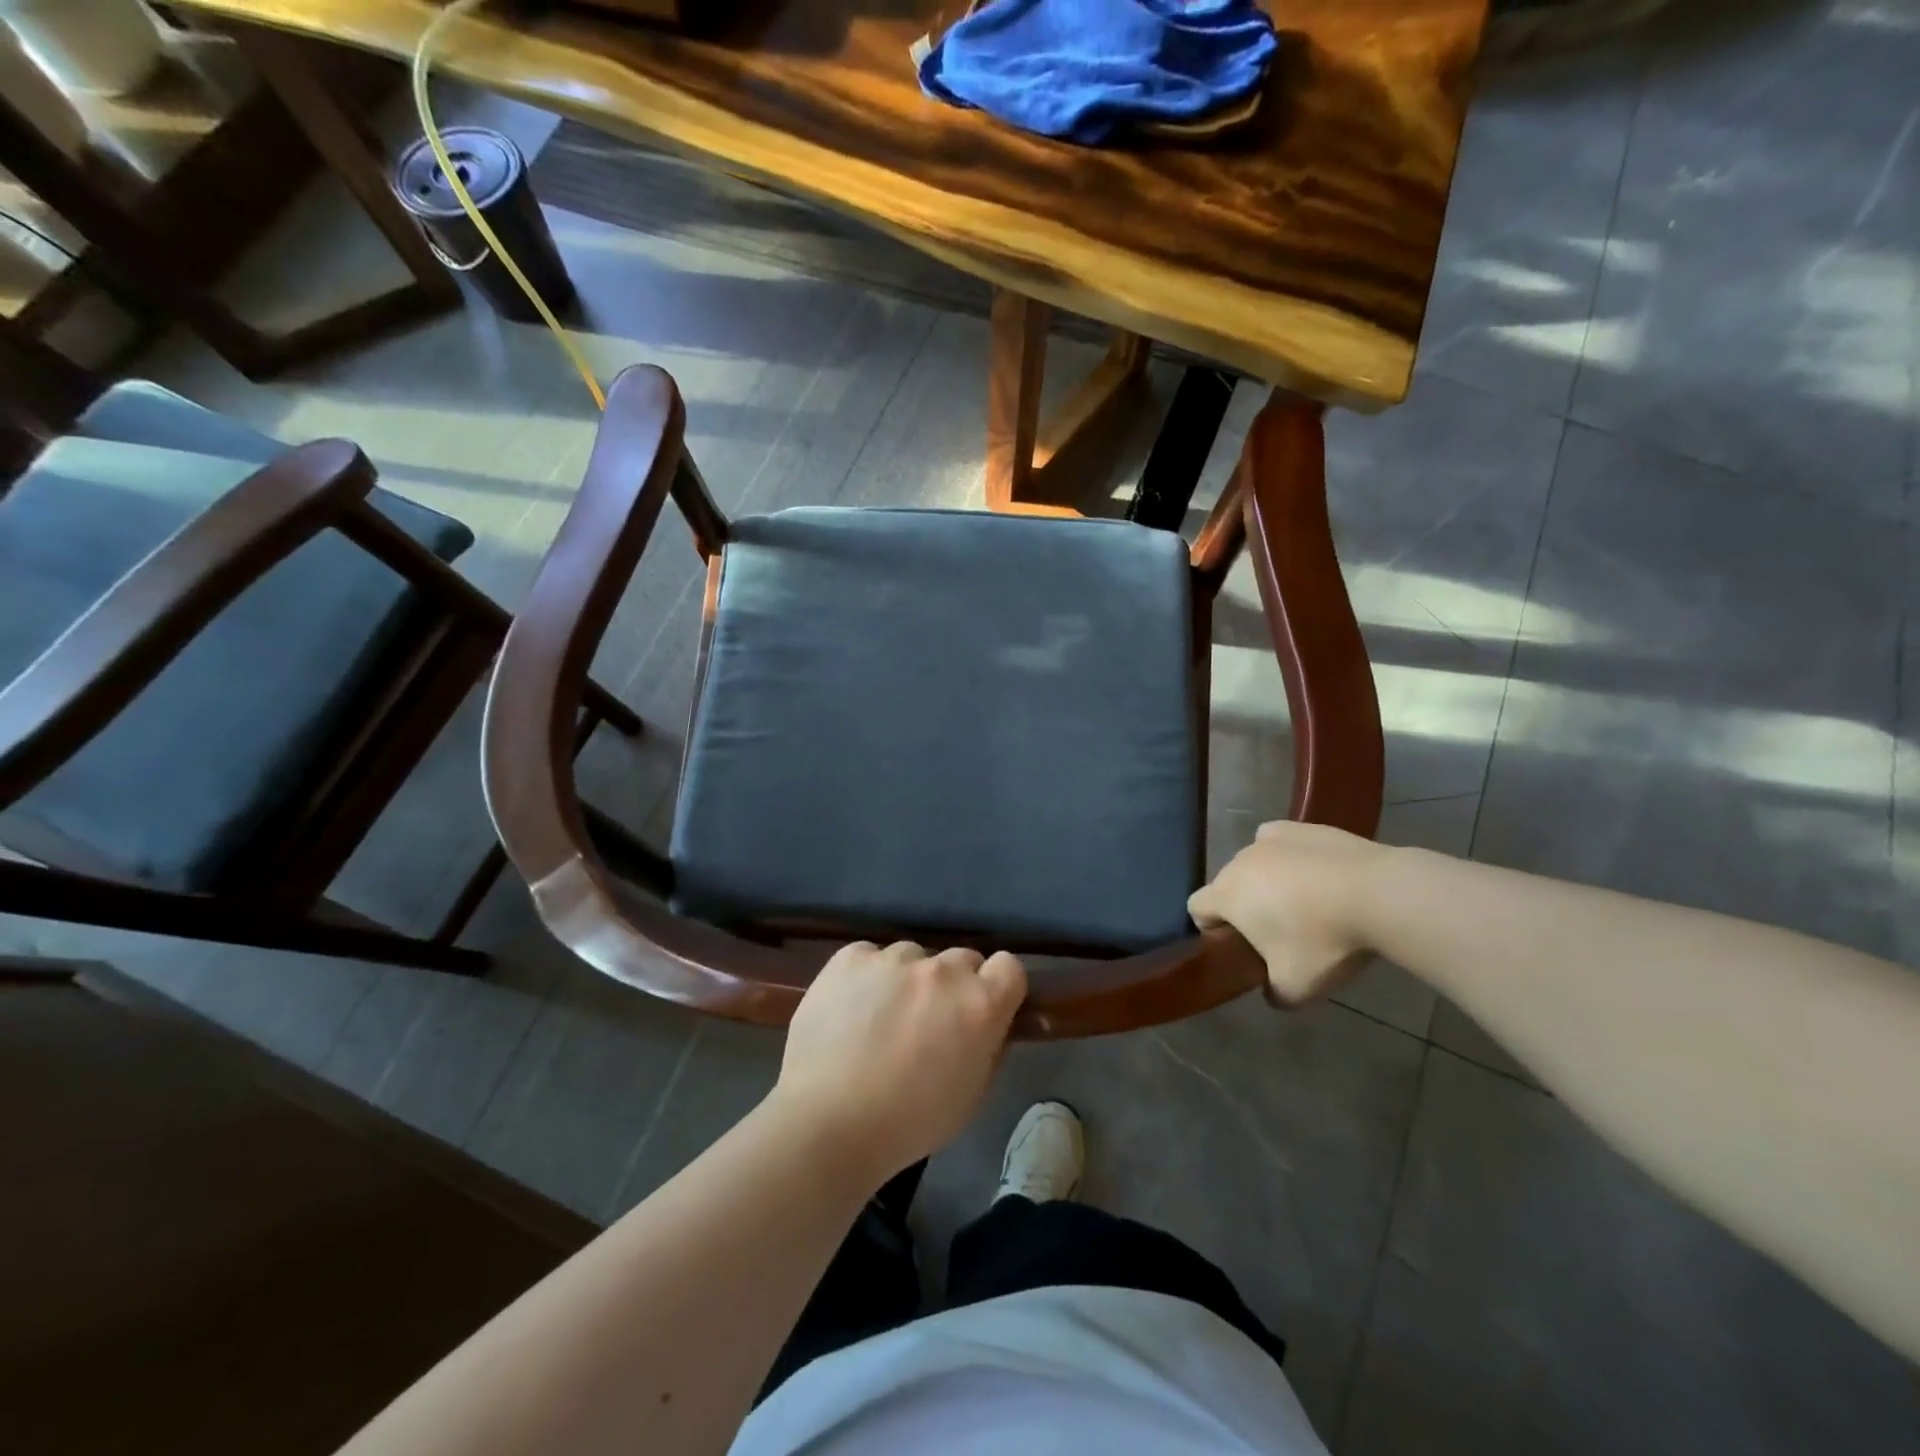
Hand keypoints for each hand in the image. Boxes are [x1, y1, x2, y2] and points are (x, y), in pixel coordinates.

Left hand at [772, 941, 1026, 1184]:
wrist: (827, 1123)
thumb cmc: (908, 1123)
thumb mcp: (971, 1096)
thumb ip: (990, 1048)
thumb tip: (991, 1025)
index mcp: (980, 1004)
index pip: (1009, 966)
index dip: (999, 986)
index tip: (984, 1008)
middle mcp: (942, 970)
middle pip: (962, 959)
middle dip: (953, 985)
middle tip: (929, 1020)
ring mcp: (894, 958)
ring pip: (913, 957)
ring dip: (908, 980)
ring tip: (880, 1018)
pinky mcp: (851, 956)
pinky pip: (870, 956)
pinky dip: (866, 976)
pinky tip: (849, 1010)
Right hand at [1188, 821, 1385, 1006]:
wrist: (1379, 893)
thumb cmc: (1324, 940)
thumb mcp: (1296, 988)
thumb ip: (1273, 993)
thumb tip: (1271, 991)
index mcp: (1227, 895)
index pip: (1196, 908)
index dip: (1211, 929)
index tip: (1241, 946)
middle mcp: (1239, 861)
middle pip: (1228, 885)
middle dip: (1244, 907)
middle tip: (1280, 932)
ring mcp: (1269, 839)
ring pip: (1255, 864)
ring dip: (1268, 882)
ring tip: (1307, 903)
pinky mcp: (1301, 827)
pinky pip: (1281, 844)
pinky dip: (1290, 857)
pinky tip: (1316, 874)